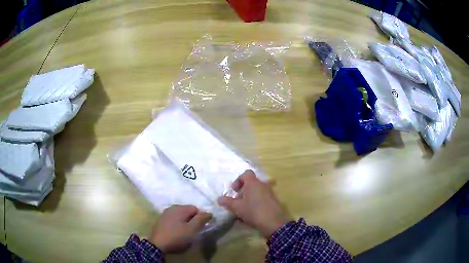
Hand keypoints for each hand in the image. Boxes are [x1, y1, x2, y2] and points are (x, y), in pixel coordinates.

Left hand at [150, 205, 211, 252]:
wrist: (157, 245)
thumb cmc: (177, 237)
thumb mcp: (192, 230)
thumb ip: (201, 219)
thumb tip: (209, 212)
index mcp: (180, 208)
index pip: (196, 209)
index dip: (200, 218)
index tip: (200, 228)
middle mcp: (172, 208)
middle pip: (187, 211)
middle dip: (192, 220)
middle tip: (193, 231)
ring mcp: (165, 214)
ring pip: (180, 216)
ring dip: (184, 223)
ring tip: (185, 233)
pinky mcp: (160, 221)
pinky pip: (173, 220)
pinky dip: (177, 225)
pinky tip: (176, 233)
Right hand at [217, 170, 290, 238]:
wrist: (274, 223)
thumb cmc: (253, 212)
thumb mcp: (237, 208)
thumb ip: (227, 202)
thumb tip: (219, 199)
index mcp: (253, 183)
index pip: (246, 174)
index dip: (238, 180)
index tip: (234, 191)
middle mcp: (263, 184)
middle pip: (251, 183)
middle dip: (243, 191)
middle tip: (238, 201)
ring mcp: (270, 192)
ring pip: (257, 191)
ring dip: (250, 197)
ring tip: (245, 209)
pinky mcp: (274, 200)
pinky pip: (263, 197)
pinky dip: (257, 202)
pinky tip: (253, 213)